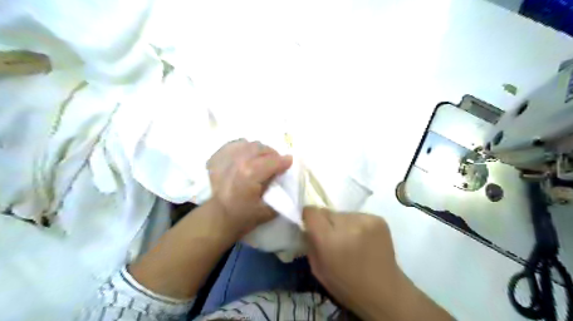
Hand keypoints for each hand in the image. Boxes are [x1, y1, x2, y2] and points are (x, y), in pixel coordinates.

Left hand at [207, 139, 295, 236]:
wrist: (217, 217)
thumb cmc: (243, 216)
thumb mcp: (268, 210)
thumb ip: (279, 193)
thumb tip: (284, 178)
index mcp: (250, 173)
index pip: (273, 161)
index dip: (284, 161)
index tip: (290, 163)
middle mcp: (238, 161)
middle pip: (261, 148)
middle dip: (272, 154)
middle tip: (276, 163)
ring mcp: (225, 157)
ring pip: (248, 144)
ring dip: (258, 150)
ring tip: (261, 160)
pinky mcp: (217, 157)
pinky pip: (234, 145)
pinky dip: (243, 148)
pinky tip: (246, 157)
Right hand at [304, 206, 451, 319]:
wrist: (385, 292)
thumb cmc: (346, 285)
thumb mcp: (317, 268)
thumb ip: (310, 243)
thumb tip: (307, 225)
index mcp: (329, 240)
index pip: (311, 211)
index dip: (309, 217)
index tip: (311, 225)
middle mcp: (347, 225)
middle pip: (327, 212)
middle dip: (326, 222)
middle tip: (333, 238)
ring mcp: (365, 220)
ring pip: (343, 214)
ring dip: (342, 224)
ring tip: (350, 240)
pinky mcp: (378, 219)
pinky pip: (357, 216)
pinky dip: (356, 225)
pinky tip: (363, 239)